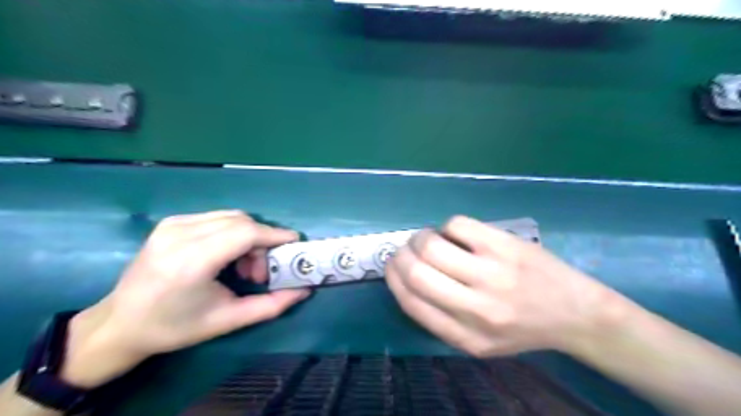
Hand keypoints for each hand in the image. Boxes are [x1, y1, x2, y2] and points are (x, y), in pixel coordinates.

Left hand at [59, 214, 310, 388]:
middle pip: (241, 221)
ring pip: (231, 217)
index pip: (245, 233)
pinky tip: (226, 256)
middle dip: (262, 241)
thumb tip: (303, 290)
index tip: (294, 243)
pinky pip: (217, 218)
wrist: (120, 324)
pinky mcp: (171, 222)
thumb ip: (271, 305)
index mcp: (191, 261)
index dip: (274, 235)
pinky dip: (233, 232)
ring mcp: (172, 224)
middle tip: (262, 270)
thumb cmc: (175, 327)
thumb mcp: (228, 320)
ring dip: (248, 236)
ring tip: (244, 266)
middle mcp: (180, 235)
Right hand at [384, 214, 626, 357]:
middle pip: (418, 272)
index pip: (412, 302)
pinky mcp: (505, 245)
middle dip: (401, 255)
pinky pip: (457, 225)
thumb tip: (406, 280)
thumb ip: (440, 320)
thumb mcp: (479, 344)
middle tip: (406, 250)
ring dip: (420, 237)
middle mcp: (477, 307)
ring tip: (427, 239)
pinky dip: (447, 226)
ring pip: (433, 245)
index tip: (392, 266)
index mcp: (466, 336)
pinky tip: (456, 234)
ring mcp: (493, 273)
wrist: (577, 314)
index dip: (393, 278)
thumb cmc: (522, 330)